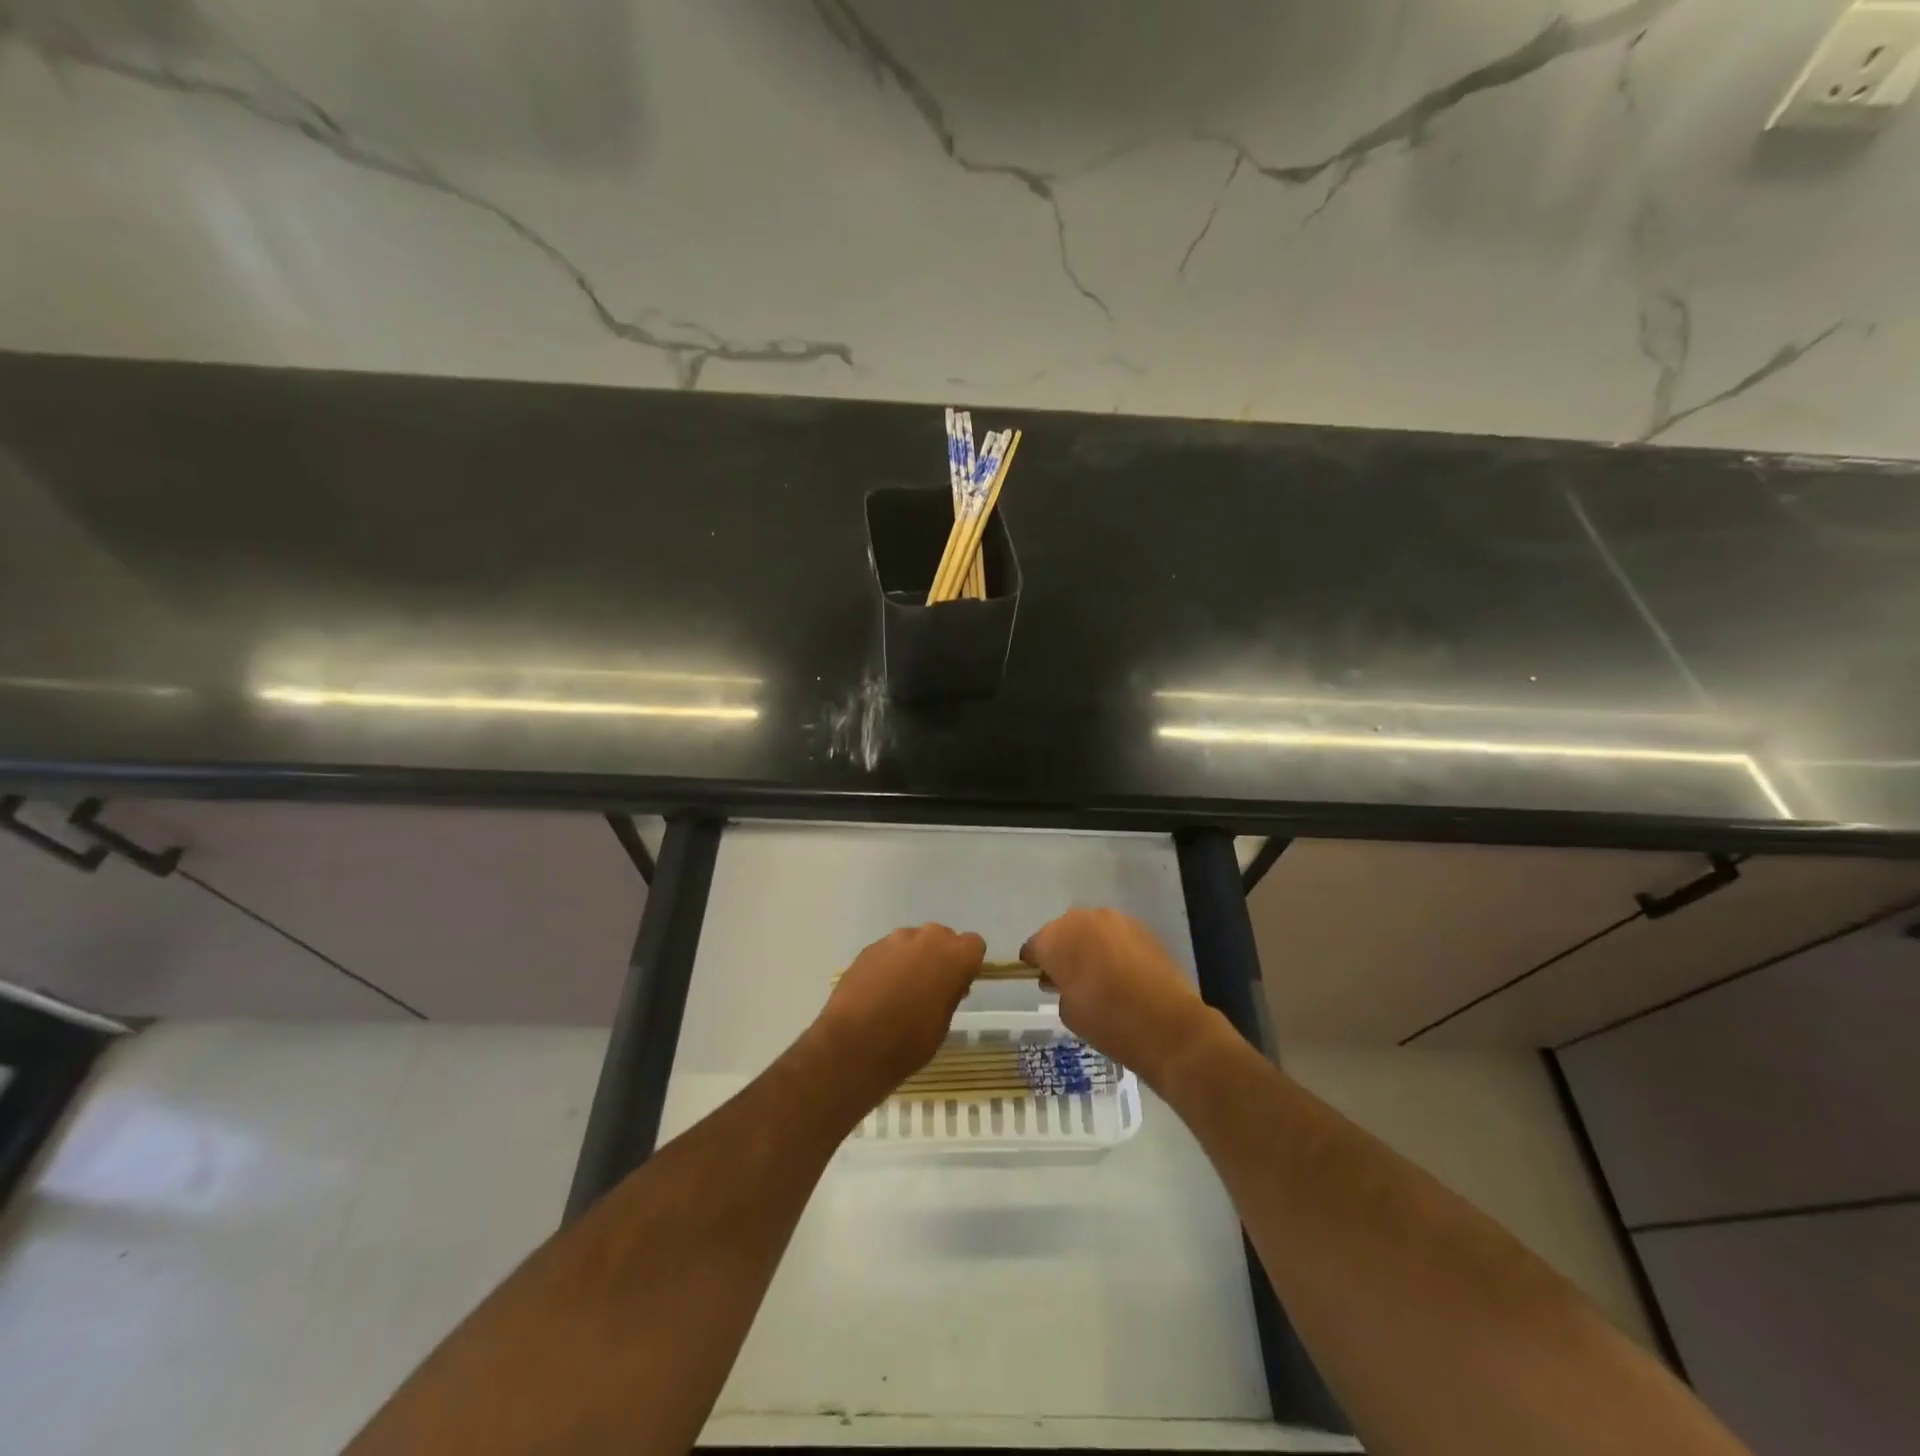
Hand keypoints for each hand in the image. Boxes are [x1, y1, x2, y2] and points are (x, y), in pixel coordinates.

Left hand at [810, 923, 984, 1103]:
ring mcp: (895, 940)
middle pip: (942, 937)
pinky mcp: (870, 948)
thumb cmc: (909, 1041)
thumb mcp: (943, 1023)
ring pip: (913, 942)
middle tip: (929, 988)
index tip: (957, 984)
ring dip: (912, 958)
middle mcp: (927, 938)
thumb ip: (950, 992)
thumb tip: (947, 982)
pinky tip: (878, 991)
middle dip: (939, 957)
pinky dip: (889, 965)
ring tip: (899, 991)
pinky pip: (889, 951)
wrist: (854, 1045)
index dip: (966, 963)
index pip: (974, 944)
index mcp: (954, 956)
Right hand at [1020, 908, 1221, 1087]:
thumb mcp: (1069, 1013)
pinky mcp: (1141, 927)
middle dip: (1061, 950)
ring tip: (1096, 973)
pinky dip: (1112, 947)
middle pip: (1062, 931)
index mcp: (1056, 939)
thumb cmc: (1108, 1022)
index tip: (1037, 976)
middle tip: (1066, 977)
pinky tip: (1120, 971)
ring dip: (1087, 945)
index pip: (1034, 945)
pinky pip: (1115, 934)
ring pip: (1090, 929)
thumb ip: (1059, 988)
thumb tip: (1064, 980)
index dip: (1034, 962)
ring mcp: (1115, 920)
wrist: (1168, 1025)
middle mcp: (1082, 919)